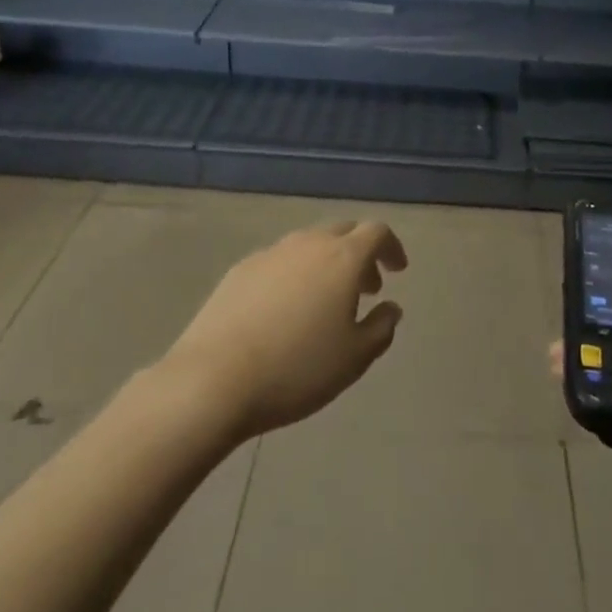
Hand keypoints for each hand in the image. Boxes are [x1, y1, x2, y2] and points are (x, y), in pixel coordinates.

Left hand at [163, 220, 407, 440]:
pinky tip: (285, 309)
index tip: (398, 270)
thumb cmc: (297, 368)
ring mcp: (271, 253)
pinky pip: (280, 261)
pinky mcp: (240, 269)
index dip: (392, 247)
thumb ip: (381, 328)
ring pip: (309, 244)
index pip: (377, 232)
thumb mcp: (354, 359)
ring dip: (326, 263)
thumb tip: (391, 308)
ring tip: (325, 301)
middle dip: (360, 254)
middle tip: (366, 287)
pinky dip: (294, 274)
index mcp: (343, 258)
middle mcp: (309, 243)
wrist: (212, 379)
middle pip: (343, 231)